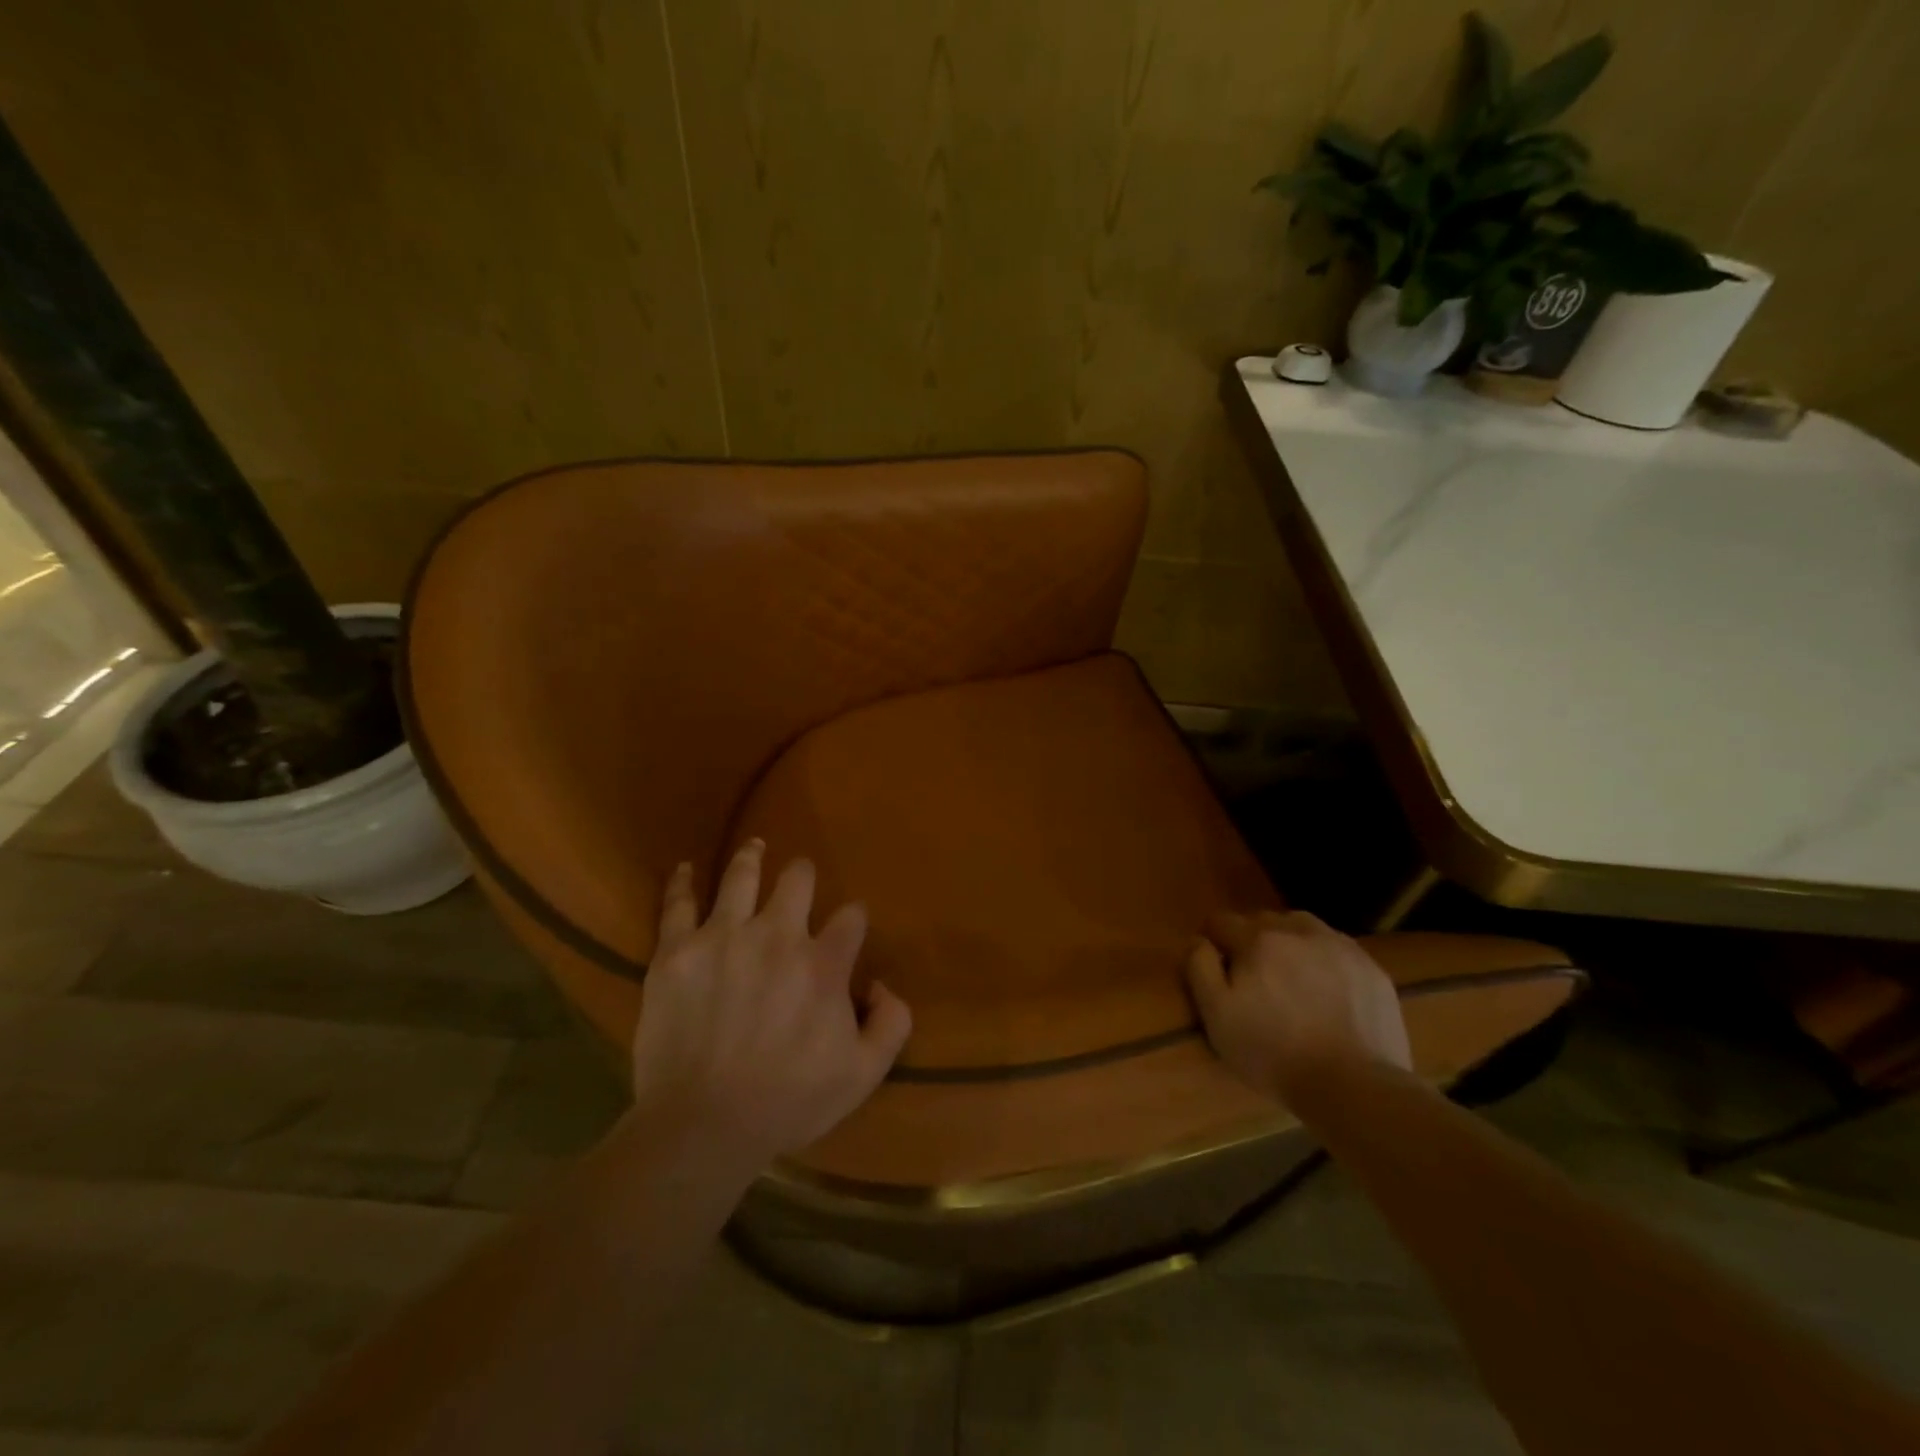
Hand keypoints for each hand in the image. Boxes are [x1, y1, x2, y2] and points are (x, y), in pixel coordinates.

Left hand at [632, 840, 912, 1166]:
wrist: (702, 1126)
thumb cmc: (788, 1101)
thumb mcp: (863, 1074)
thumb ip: (891, 1022)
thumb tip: (881, 984)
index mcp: (823, 963)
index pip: (851, 917)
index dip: (853, 919)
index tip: (848, 929)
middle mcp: (777, 935)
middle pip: (797, 879)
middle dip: (804, 876)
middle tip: (800, 880)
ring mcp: (723, 937)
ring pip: (741, 876)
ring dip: (752, 858)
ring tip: (755, 847)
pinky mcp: (676, 951)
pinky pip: (678, 904)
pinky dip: (682, 882)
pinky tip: (686, 869)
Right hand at [1185, 909, 1411, 1106]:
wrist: (1354, 1086)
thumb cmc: (1273, 1052)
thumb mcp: (1217, 1015)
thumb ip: (1199, 968)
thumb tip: (1198, 940)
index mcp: (1257, 940)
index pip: (1221, 921)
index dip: (1213, 941)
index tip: (1216, 967)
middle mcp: (1298, 931)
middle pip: (1263, 920)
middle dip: (1252, 940)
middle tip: (1254, 977)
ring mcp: (1340, 948)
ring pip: (1304, 927)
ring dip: (1290, 942)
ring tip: (1291, 976)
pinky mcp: (1372, 969)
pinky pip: (1338, 949)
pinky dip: (1325, 960)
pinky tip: (1327, 991)